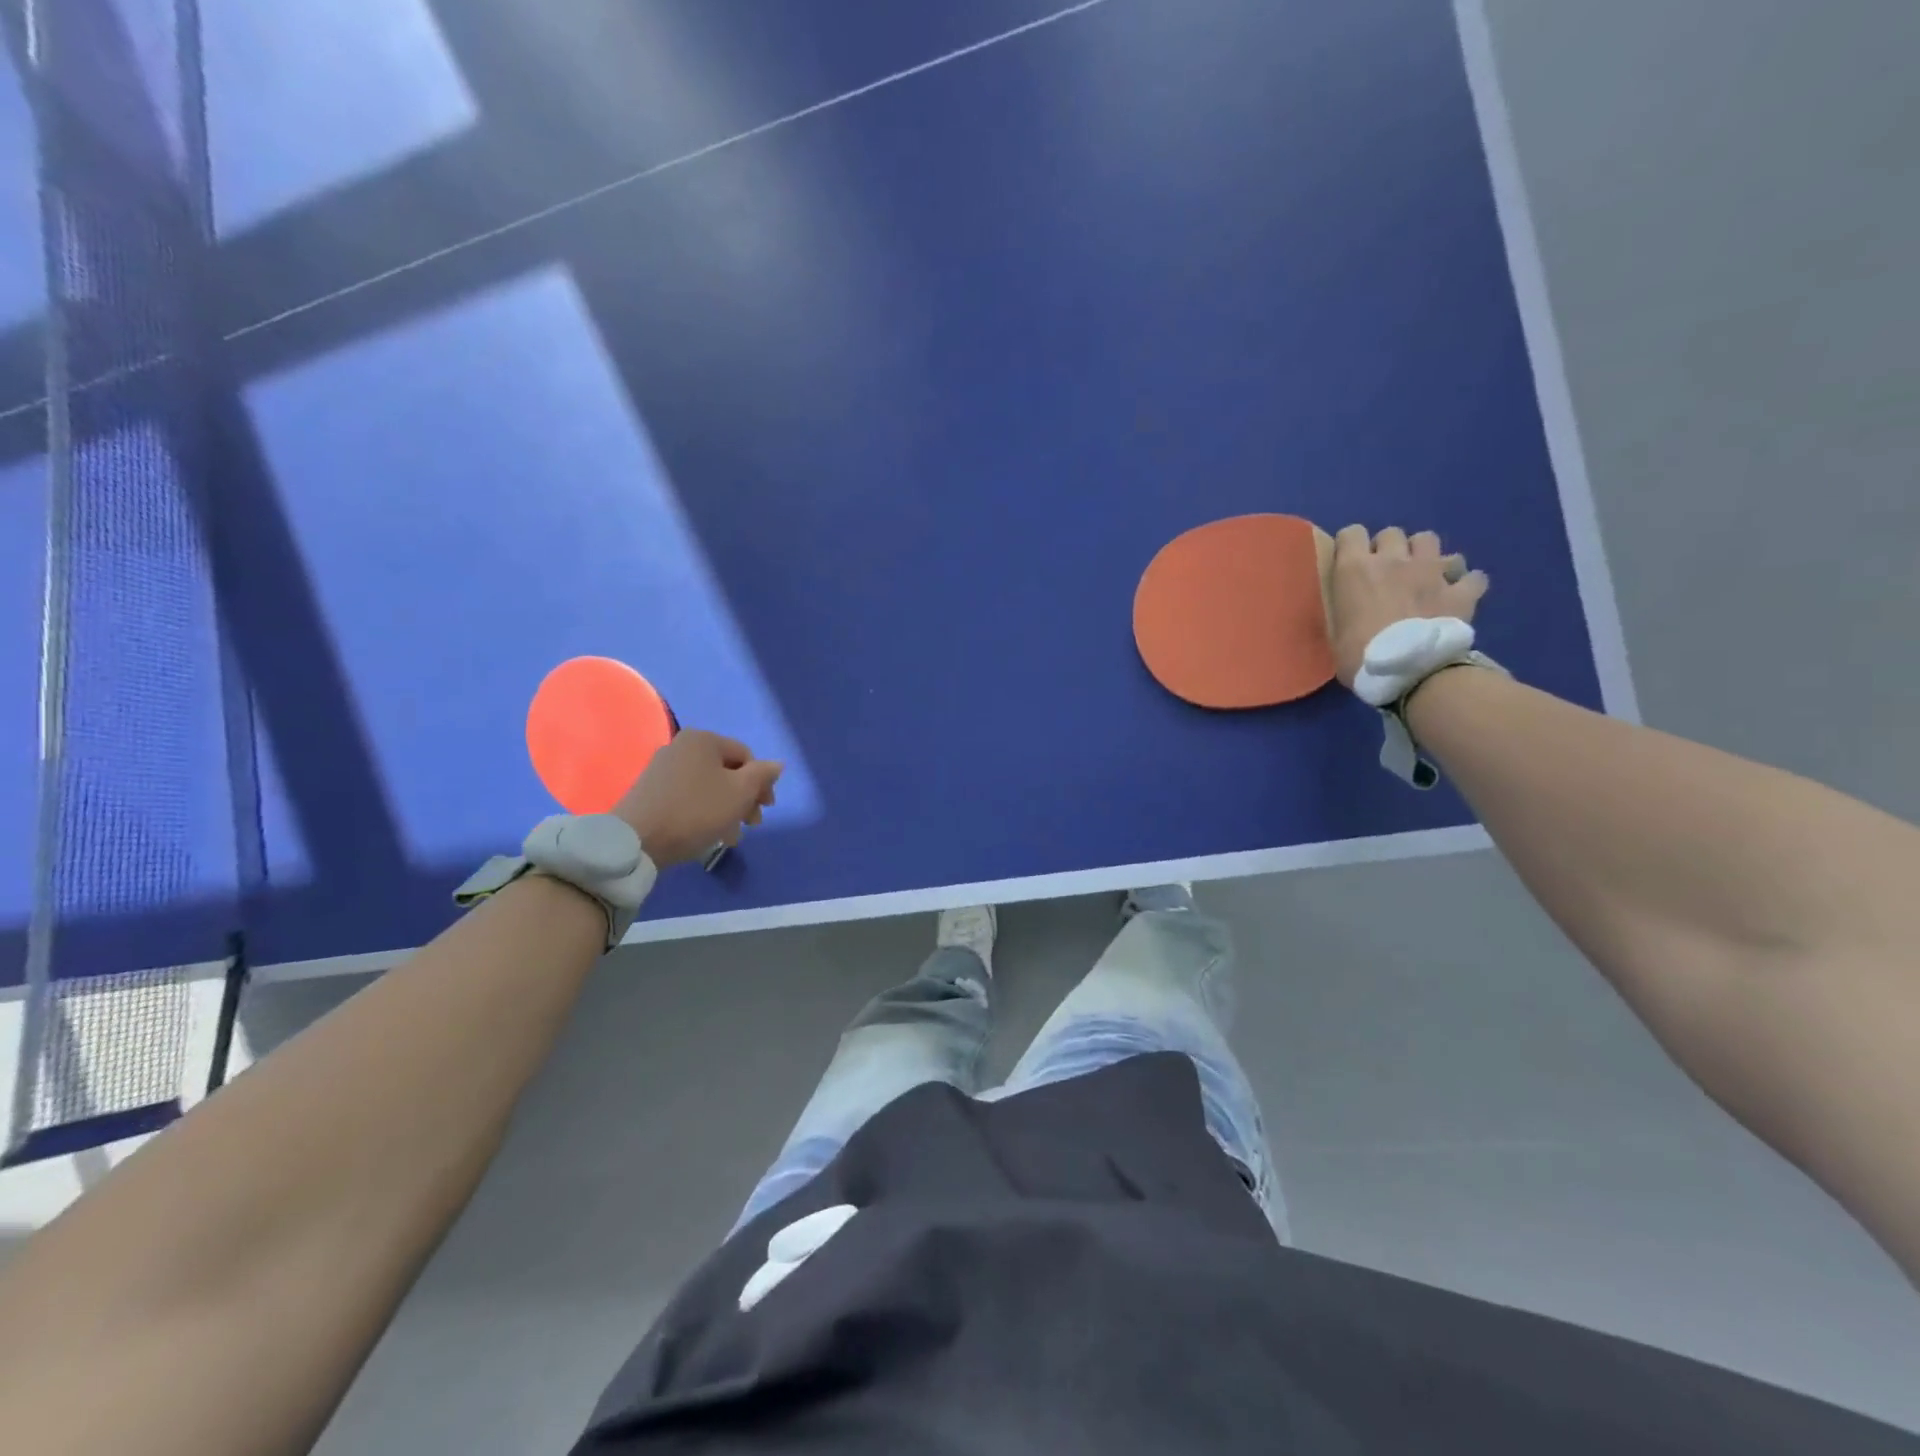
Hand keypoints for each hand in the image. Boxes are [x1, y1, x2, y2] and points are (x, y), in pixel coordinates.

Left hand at [612, 730, 781, 868]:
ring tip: (731, 837)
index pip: (746, 756)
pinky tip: (710, 834)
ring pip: (709, 787)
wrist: (637, 839)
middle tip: (752, 824)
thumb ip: (762, 775)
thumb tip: (777, 764)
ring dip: (727, 810)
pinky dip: (705, 812)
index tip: (766, 809)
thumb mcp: (739, 793)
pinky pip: (690, 796)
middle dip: (744, 799)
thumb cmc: (696, 811)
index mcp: (704, 739)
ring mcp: (663, 768)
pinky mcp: (652, 790)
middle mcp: (682, 746)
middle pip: (727, 771)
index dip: (762, 782)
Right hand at [1327, 525, 1488, 687]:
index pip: (1351, 533)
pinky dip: (1466, 583)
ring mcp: (1431, 572)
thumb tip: (1348, 615)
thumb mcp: (1335, 635)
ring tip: (1422, 574)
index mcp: (1355, 570)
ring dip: (1424, 554)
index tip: (1350, 561)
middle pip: (1391, 533)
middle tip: (1387, 571)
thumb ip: (1343, 613)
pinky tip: (1459, 594)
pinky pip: (1472, 576)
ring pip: (1429, 539)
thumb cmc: (1360, 657)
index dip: (1350, 545)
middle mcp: (1393, 560)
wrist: (1410, 672)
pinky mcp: (1461, 591)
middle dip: (1389, 547)